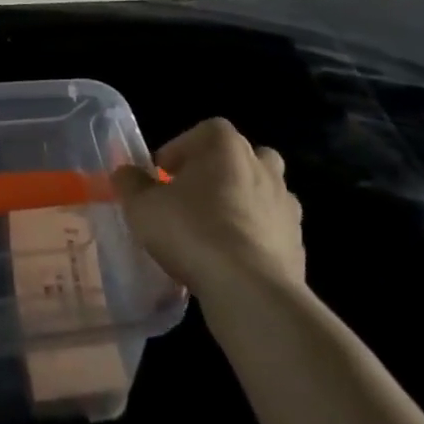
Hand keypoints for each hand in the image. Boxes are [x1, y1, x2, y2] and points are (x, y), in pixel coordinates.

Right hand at [113, 118, 304, 298]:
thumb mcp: (143, 207)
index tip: (161, 176)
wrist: (251, 291)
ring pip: (261, 193)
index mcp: (226, 145)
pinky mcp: (298, 244)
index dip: (179, 151)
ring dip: (240, 204)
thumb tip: (125, 174)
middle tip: (192, 196)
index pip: (203, 132)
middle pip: (239, 157)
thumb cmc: (192, 231)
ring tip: (213, 231)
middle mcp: (262, 165)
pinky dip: (255, 238)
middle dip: (217, 172)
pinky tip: (233, 261)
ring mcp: (285, 205)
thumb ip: (131, 184)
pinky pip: (271, 230)